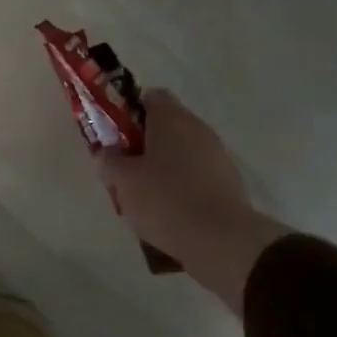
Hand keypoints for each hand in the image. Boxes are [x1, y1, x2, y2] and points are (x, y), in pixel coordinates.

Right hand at [95, 89, 292, 308]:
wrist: (222, 240)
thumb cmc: (166, 200)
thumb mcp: (123, 181)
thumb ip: (110, 161)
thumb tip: (108, 152)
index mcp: (172, 119)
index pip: (150, 97)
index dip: (129, 112)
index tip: (114, 136)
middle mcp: (198, 129)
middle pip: (165, 126)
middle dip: (142, 144)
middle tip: (123, 169)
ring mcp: (217, 155)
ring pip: (180, 152)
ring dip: (161, 167)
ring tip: (142, 197)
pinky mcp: (227, 182)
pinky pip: (195, 175)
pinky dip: (180, 186)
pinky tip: (167, 211)